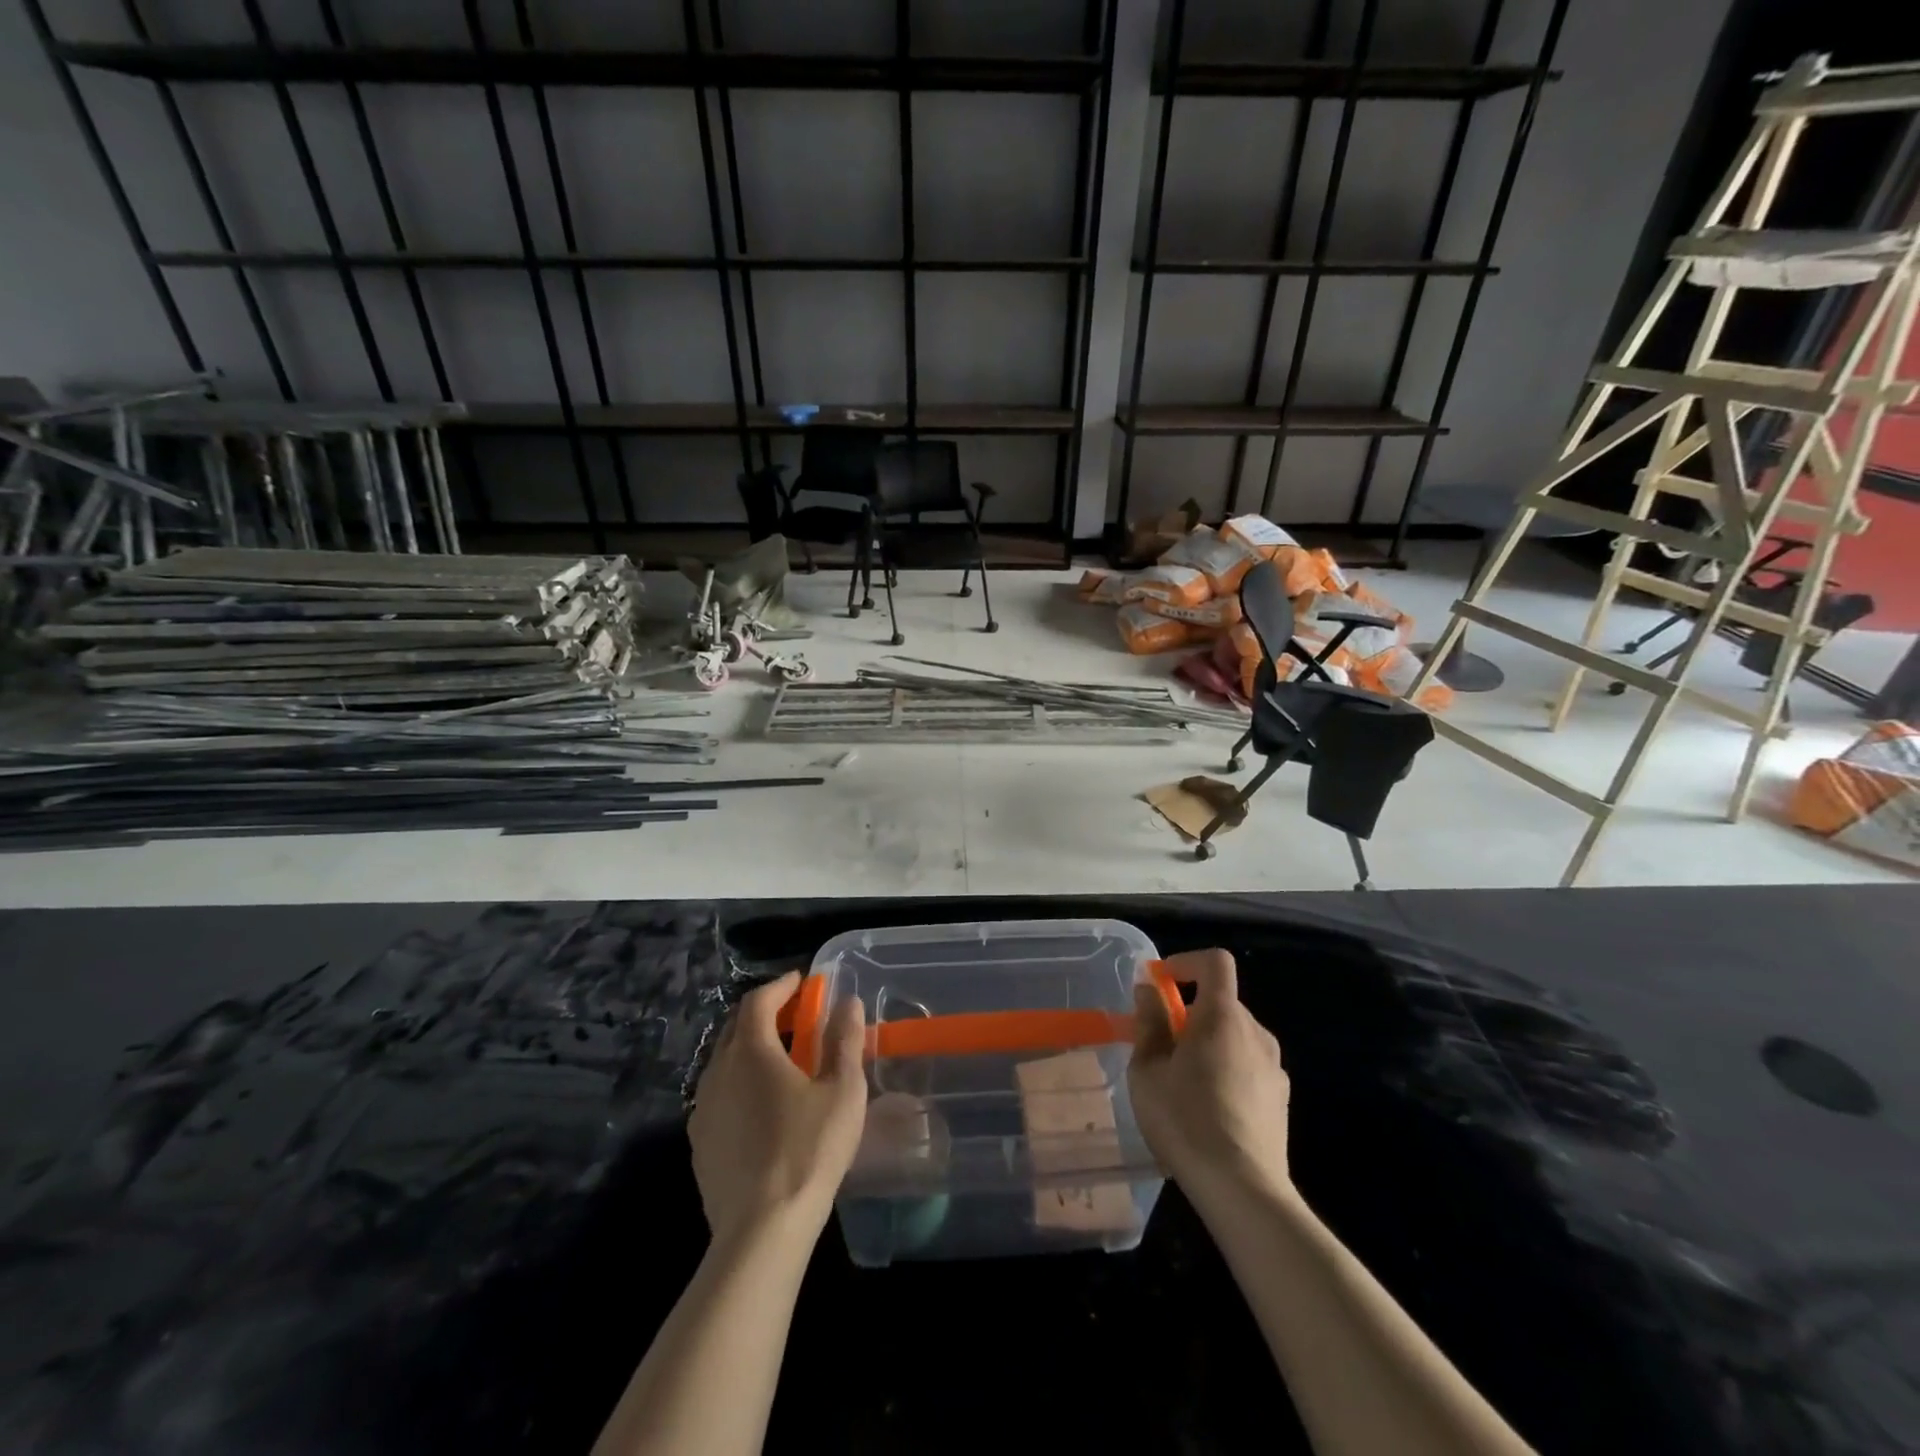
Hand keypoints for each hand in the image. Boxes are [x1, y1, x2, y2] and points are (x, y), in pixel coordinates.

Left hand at [689, 971, 867, 1246]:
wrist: (761, 1229)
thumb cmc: (808, 1150)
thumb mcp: (842, 1090)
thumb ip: (844, 1041)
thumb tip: (847, 1003)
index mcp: (751, 1051)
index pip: (759, 1001)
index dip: (781, 986)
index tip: (801, 982)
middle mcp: (718, 1071)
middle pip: (736, 1027)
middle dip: (764, 1013)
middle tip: (794, 1016)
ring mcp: (702, 1109)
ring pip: (724, 1062)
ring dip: (750, 1049)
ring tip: (781, 1060)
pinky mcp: (699, 1143)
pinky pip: (717, 1095)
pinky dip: (739, 1083)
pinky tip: (761, 1106)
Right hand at [1129, 949, 1291, 1202]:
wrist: (1243, 1190)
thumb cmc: (1185, 1119)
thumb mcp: (1148, 1069)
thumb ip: (1149, 1023)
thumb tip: (1149, 991)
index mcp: (1223, 1016)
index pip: (1214, 962)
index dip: (1186, 963)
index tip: (1160, 985)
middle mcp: (1256, 1032)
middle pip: (1222, 1003)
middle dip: (1190, 1014)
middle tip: (1160, 1046)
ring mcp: (1274, 1068)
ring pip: (1235, 1037)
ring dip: (1208, 1045)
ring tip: (1182, 1083)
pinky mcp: (1281, 1100)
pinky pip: (1248, 1067)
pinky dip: (1226, 1072)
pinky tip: (1208, 1111)